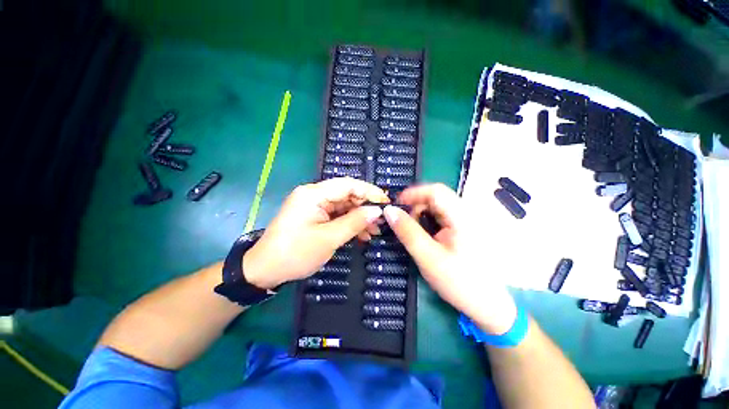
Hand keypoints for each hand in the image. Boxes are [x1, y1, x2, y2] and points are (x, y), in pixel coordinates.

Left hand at [243, 177, 388, 289]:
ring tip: (375, 230)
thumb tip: (376, 211)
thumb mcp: (329, 238)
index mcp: (313, 194)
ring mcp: (314, 206)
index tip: (386, 202)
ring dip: (359, 218)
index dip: (369, 192)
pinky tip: (362, 234)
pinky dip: (349, 224)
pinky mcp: (314, 216)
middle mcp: (314, 195)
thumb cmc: (295, 253)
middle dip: (365, 207)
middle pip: (346, 195)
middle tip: (382, 220)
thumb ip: (354, 222)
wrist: (265, 270)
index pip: (348, 185)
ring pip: (344, 206)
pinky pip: (337, 216)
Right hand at [383, 184, 517, 334]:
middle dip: (415, 206)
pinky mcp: (464, 229)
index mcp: (461, 217)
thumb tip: (388, 210)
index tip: (395, 207)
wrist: (488, 305)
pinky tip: (425, 237)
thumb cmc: (460, 282)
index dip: (412, 194)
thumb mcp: (428, 257)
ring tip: (413, 233)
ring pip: (438, 207)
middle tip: (403, 224)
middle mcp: (466, 213)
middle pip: (436, 197)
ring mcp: (466, 221)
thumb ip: (407, 232)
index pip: (435, 191)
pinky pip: (442, 217)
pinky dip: (428, 222)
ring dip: (421, 215)